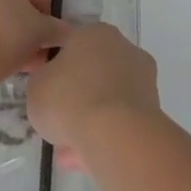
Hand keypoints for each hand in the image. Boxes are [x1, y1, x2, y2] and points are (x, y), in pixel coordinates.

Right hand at [27, 22, 160, 169]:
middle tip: (58, 125)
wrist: (115, 134)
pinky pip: (121, 121)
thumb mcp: (36, 86)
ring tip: (69, 152)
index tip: (47, 95)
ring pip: (107, 100)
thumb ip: (43, 80)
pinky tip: (88, 158)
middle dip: (76, 100)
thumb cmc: (68, 99)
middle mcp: (123, 47)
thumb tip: (53, 85)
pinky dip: (107, 136)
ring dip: (90, 122)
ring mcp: (143, 78)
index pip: (71, 48)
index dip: (55, 73)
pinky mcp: (154, 108)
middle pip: (92, 74)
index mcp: (94, 32)